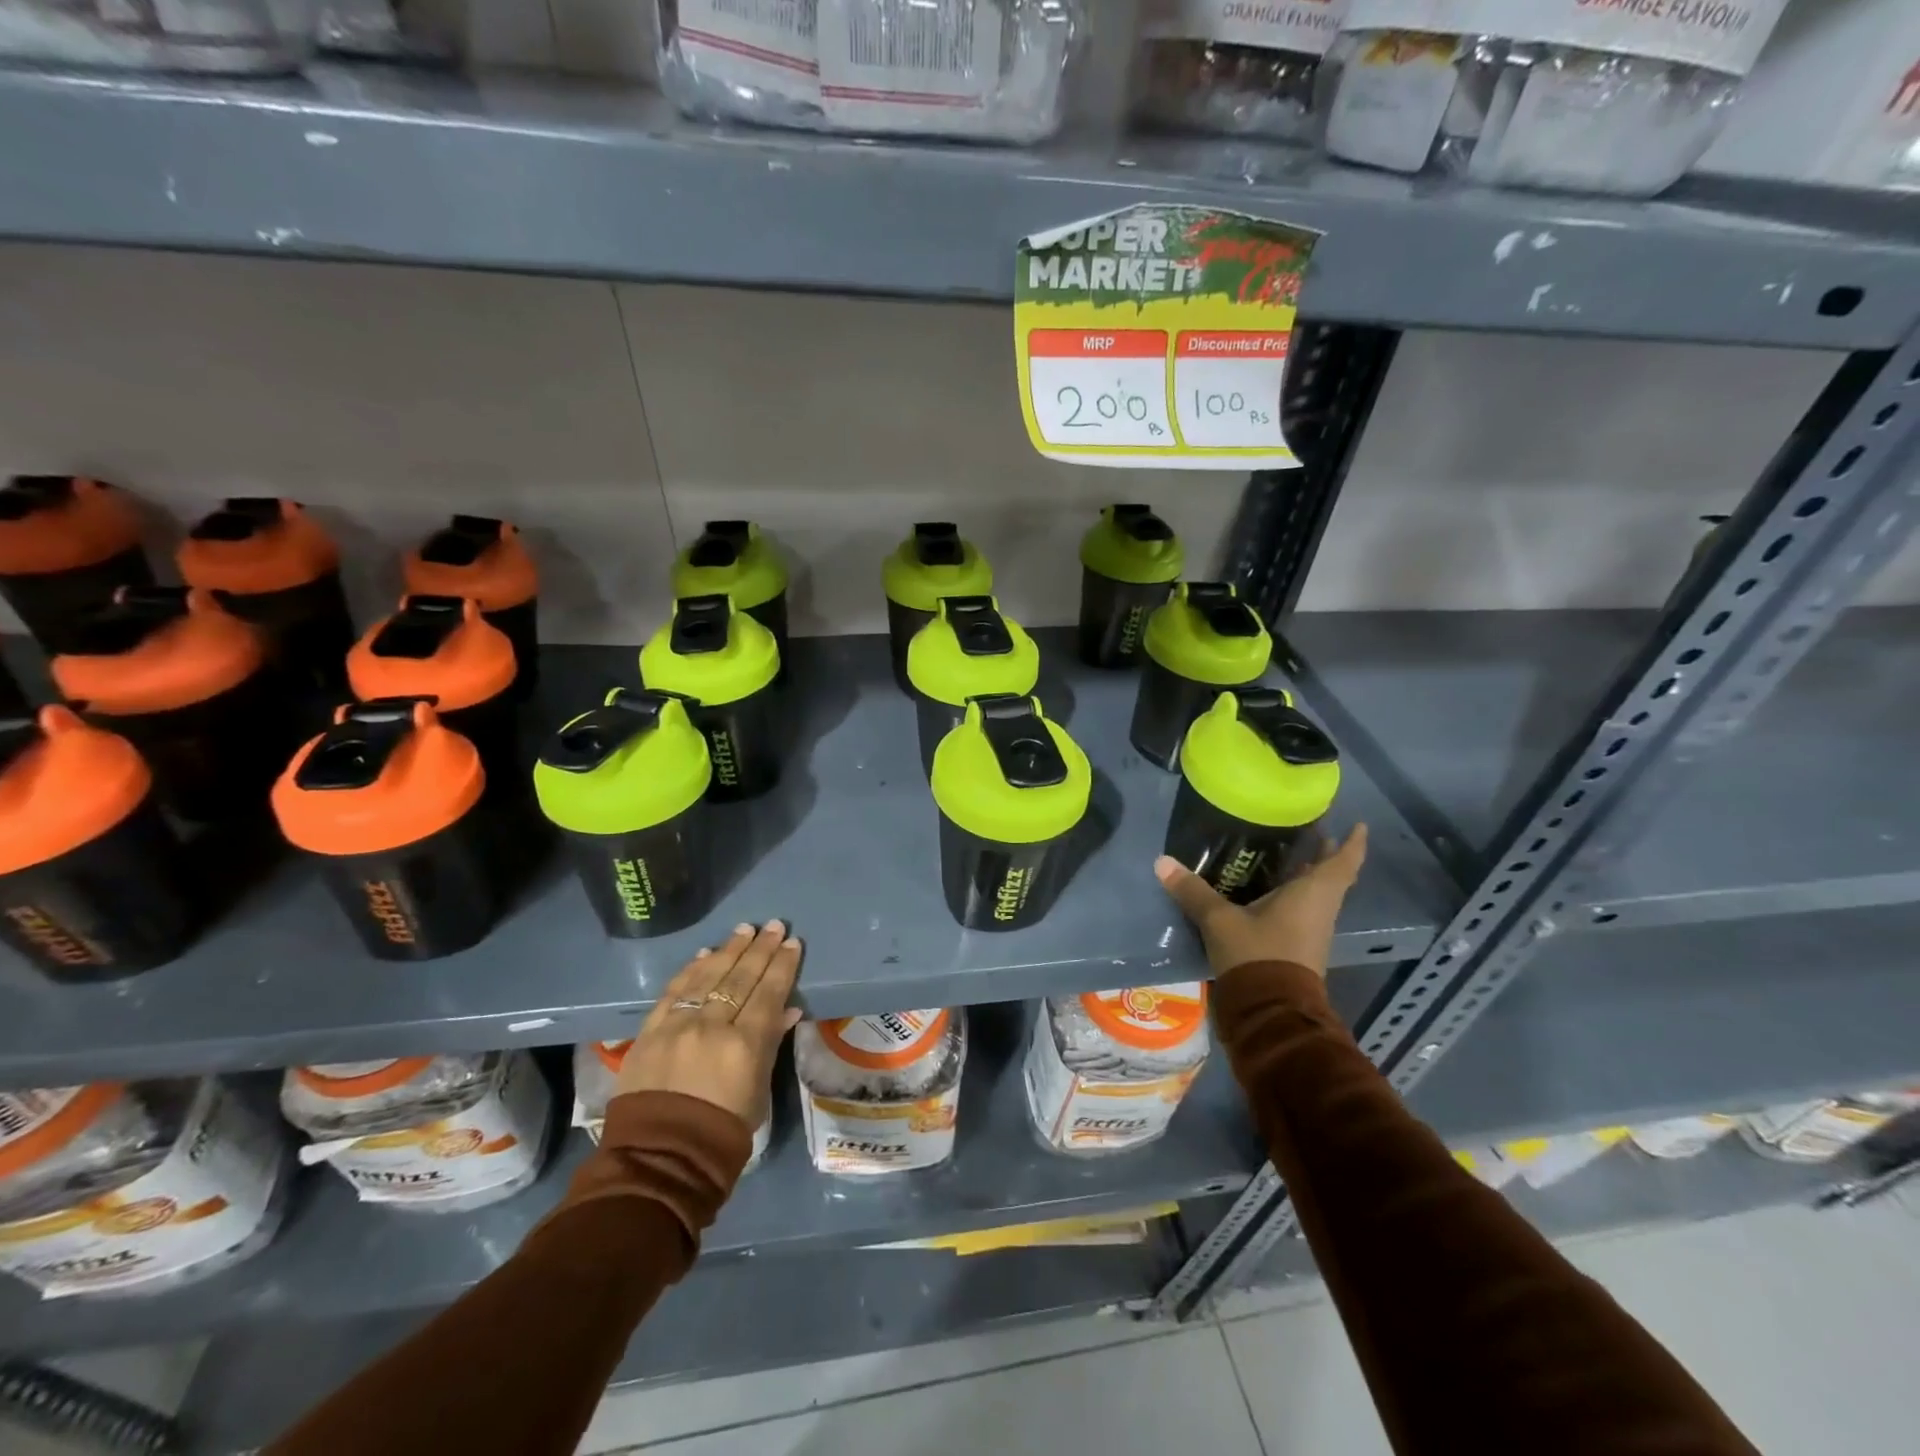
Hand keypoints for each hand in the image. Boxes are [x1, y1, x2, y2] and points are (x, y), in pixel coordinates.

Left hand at [617, 921, 802, 1129]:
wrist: (660, 1158)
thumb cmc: (722, 1131)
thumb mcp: (758, 1091)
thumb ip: (770, 1045)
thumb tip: (788, 1010)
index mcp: (744, 1045)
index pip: (769, 993)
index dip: (782, 966)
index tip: (792, 943)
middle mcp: (712, 1027)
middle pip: (740, 978)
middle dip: (760, 949)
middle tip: (773, 925)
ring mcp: (677, 1026)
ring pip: (707, 977)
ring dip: (728, 950)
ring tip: (744, 930)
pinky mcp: (649, 1032)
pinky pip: (674, 992)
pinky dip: (690, 970)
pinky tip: (704, 953)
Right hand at [1154, 824, 1367, 978]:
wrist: (1270, 1012)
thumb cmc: (1257, 955)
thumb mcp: (1220, 920)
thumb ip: (1193, 891)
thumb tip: (1162, 862)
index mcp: (1313, 894)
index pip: (1343, 862)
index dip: (1353, 842)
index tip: (1359, 824)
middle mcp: (1319, 909)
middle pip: (1331, 876)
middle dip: (1324, 855)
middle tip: (1309, 831)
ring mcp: (1311, 931)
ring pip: (1316, 894)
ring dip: (1307, 876)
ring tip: (1284, 854)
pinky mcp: (1298, 948)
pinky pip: (1301, 911)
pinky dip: (1291, 895)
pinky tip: (1266, 890)